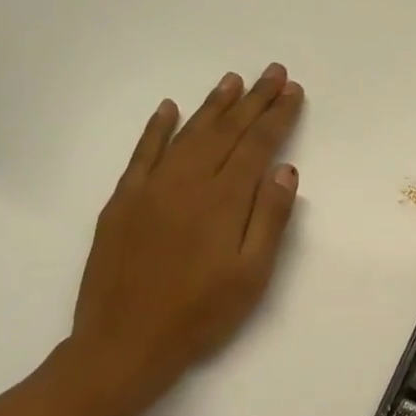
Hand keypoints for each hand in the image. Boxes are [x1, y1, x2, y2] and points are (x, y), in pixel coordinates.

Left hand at [68, 64, 304, 409]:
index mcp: (222, 201)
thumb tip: (284, 170)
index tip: (293, 91)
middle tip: (273, 73)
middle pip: (224, 131)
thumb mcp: (251, 276)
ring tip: (232, 81)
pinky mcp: (123, 202)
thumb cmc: (200, 315)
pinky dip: (156, 128)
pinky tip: (168, 108)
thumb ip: (269, 219)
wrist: (125, 342)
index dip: (277, 117)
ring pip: (186, 134)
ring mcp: (150, 189)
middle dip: (252, 100)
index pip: (256, 146)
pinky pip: (142, 153)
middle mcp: (186, 183)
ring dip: (212, 106)